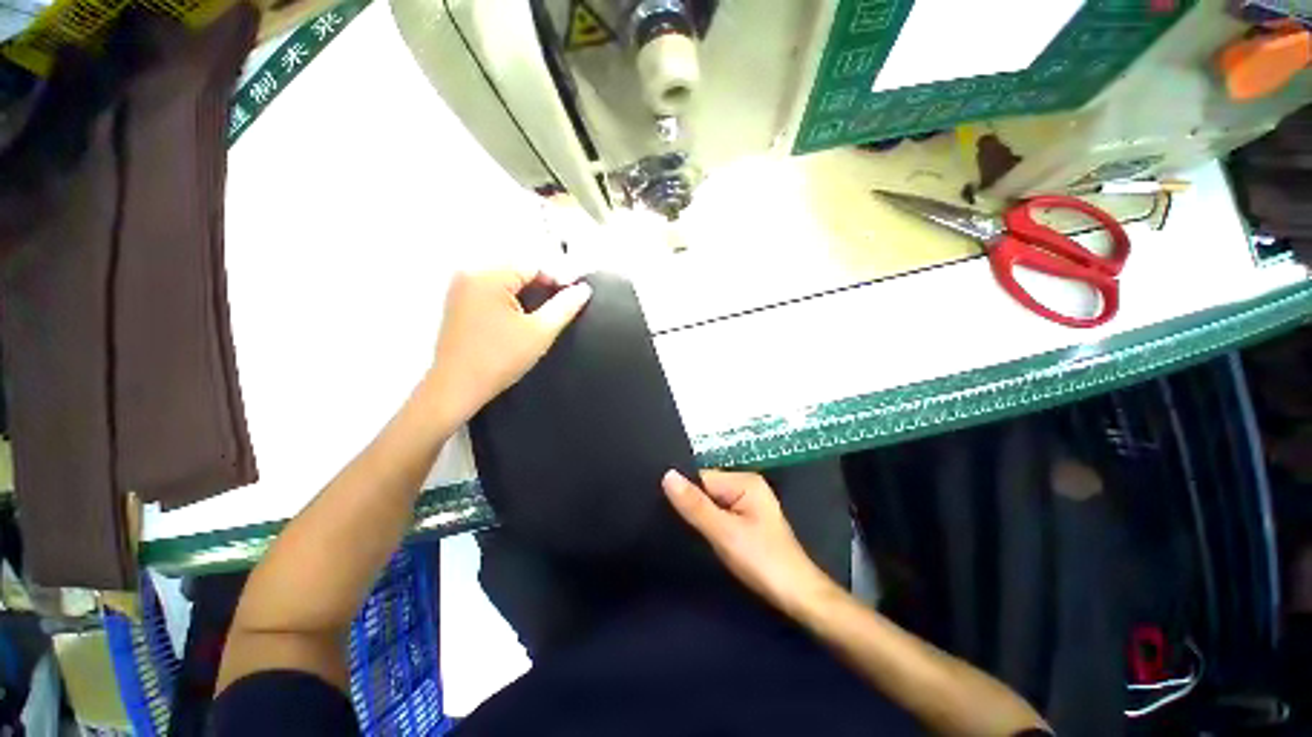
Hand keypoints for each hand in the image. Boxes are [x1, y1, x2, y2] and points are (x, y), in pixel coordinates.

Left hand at [427, 268, 590, 423]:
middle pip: (518, 267)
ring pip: (506, 277)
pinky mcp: (458, 301)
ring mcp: (460, 287)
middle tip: (564, 299)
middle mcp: (469, 274)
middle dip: (544, 281)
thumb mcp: (540, 332)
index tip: (576, 292)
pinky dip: (512, 295)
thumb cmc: (498, 360)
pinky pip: (492, 287)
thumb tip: (583, 290)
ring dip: (529, 288)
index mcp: (487, 276)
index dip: (559, 276)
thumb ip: (565, 307)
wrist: (456, 388)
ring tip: (547, 307)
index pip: (533, 263)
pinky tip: (523, 312)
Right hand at [662, 470, 836, 614]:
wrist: (799, 598)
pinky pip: (720, 514)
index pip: (702, 477)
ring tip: (678, 527)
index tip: (660, 505)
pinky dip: (709, 524)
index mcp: (745, 481)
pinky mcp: (748, 521)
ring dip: (699, 516)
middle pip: (707, 489)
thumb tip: (667, 475)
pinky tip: (700, 536)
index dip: (684, 492)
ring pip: (712, 503)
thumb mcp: (724, 532)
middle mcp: (747, 486)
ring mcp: (748, 504)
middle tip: (666, 520)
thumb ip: (695, 505)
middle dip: (691, 504)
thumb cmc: (762, 561)